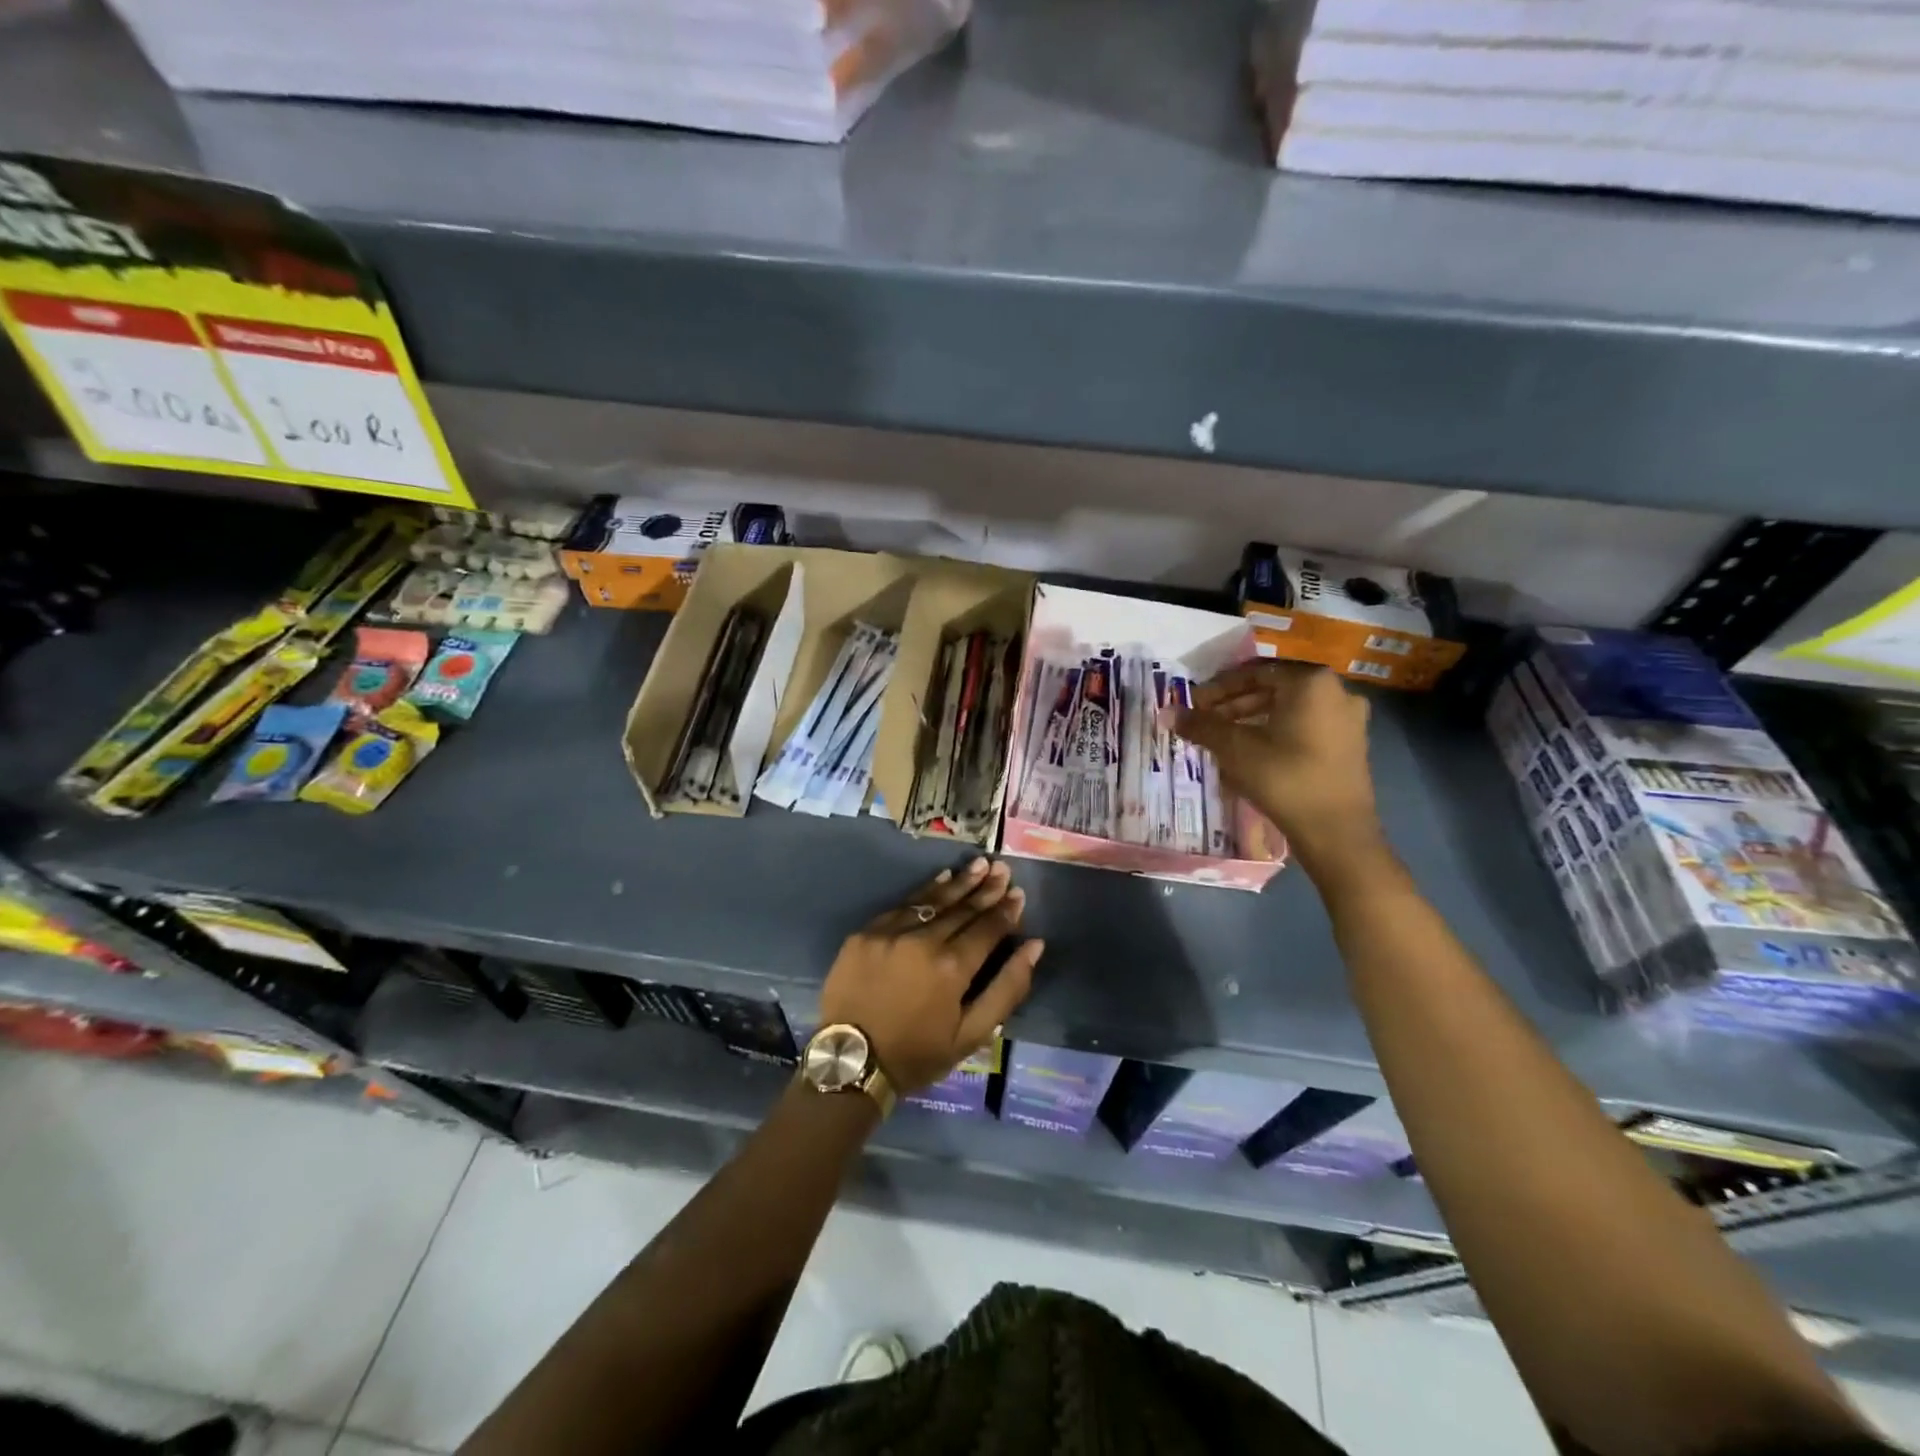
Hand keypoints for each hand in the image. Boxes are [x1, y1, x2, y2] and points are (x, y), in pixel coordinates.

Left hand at [817, 858, 1042, 1093]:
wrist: (851, 1062)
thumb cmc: (917, 1054)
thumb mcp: (971, 1035)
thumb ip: (1007, 988)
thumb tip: (1034, 947)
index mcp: (952, 968)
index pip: (987, 929)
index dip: (1005, 911)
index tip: (1018, 893)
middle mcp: (923, 941)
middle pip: (962, 909)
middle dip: (986, 889)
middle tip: (1003, 869)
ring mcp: (891, 933)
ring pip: (933, 901)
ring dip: (959, 882)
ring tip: (979, 865)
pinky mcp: (866, 933)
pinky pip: (902, 905)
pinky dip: (925, 892)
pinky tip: (941, 880)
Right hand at [1172, 661, 1382, 871]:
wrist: (1336, 831)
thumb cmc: (1284, 779)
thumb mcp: (1235, 749)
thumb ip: (1202, 726)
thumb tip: (1168, 712)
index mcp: (1311, 682)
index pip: (1254, 672)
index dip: (1218, 688)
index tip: (1194, 703)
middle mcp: (1336, 691)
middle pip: (1273, 689)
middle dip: (1234, 704)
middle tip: (1205, 721)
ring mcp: (1348, 719)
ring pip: (1288, 709)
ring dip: (1252, 719)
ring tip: (1223, 738)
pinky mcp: (1350, 745)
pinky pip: (1304, 726)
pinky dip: (1275, 732)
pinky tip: (1251, 753)